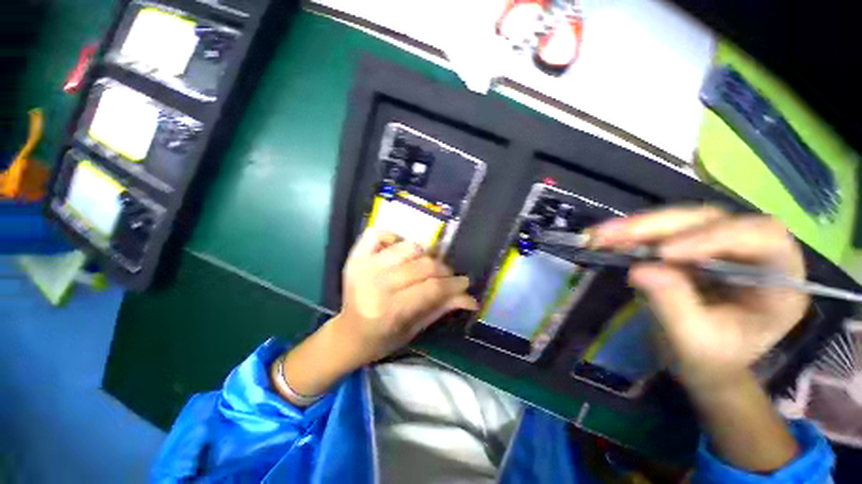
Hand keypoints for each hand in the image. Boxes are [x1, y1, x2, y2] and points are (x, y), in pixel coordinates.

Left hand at [331, 228, 478, 365]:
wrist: (348, 334)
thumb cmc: (384, 338)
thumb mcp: (416, 329)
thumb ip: (442, 308)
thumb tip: (472, 299)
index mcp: (389, 310)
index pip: (432, 288)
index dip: (454, 283)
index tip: (465, 282)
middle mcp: (375, 285)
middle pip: (423, 265)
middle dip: (443, 270)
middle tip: (448, 276)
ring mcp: (363, 267)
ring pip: (408, 247)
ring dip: (424, 254)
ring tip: (427, 265)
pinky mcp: (355, 257)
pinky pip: (378, 233)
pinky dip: (393, 236)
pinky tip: (400, 249)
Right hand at [590, 206, 809, 388]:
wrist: (702, 363)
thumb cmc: (711, 361)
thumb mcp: (696, 344)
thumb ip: (676, 307)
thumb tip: (641, 270)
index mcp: (779, 279)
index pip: (762, 237)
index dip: (715, 237)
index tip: (664, 254)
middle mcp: (752, 252)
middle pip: (711, 220)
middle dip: (660, 226)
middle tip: (615, 235)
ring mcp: (718, 246)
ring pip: (680, 221)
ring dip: (637, 227)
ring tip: (600, 236)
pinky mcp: (688, 246)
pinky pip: (659, 232)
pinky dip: (629, 235)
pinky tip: (605, 239)